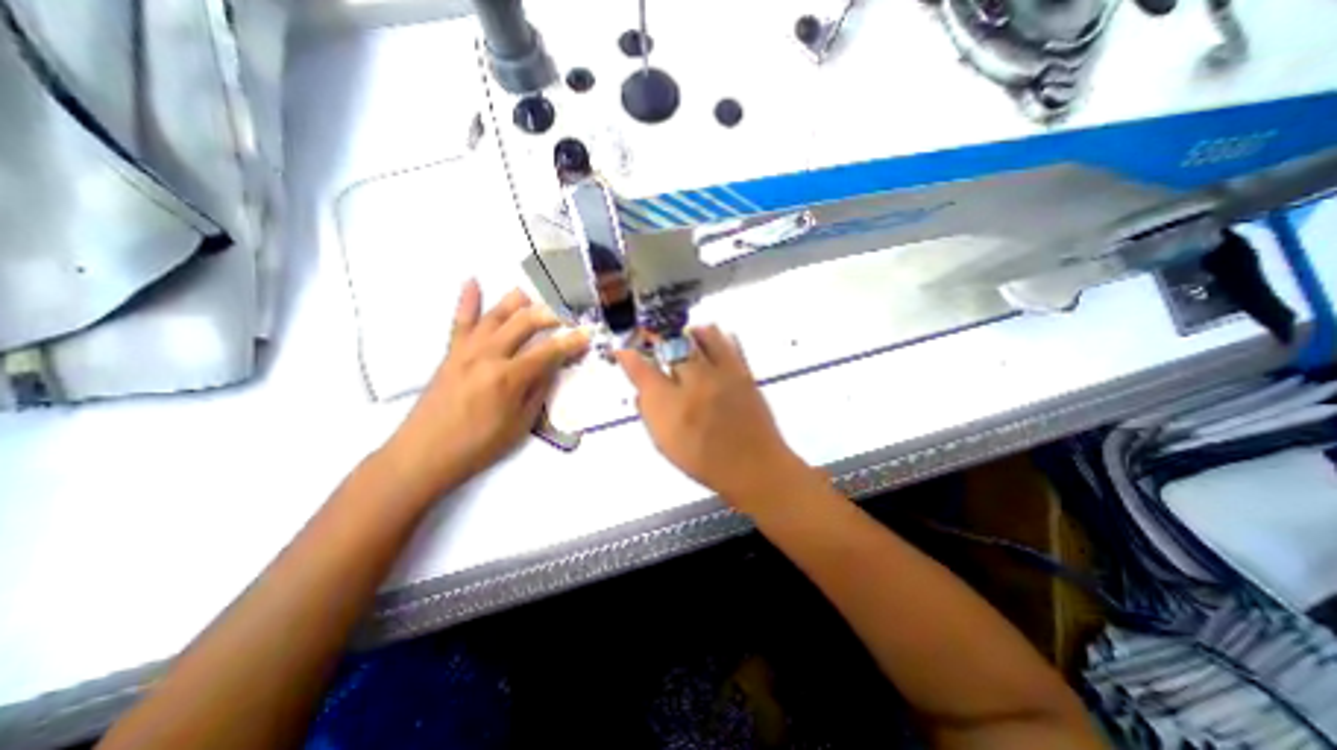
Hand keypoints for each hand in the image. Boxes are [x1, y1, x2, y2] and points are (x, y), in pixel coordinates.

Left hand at [377, 281, 582, 497]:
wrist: (423, 454)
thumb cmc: (478, 446)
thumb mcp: (520, 424)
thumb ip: (538, 390)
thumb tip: (552, 367)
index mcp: (509, 377)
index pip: (549, 351)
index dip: (571, 343)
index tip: (587, 335)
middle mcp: (488, 355)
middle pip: (525, 323)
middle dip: (550, 315)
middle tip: (565, 317)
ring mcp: (466, 350)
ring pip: (496, 315)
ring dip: (517, 301)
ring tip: (534, 296)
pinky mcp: (451, 352)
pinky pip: (460, 320)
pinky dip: (467, 299)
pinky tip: (473, 281)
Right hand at [615, 325, 816, 513]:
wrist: (753, 466)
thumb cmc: (705, 460)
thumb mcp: (665, 444)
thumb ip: (650, 414)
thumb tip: (641, 391)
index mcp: (670, 405)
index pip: (641, 370)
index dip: (628, 356)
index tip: (623, 350)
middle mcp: (694, 383)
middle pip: (671, 345)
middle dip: (658, 338)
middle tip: (653, 339)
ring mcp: (721, 374)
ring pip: (702, 336)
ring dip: (689, 334)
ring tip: (685, 338)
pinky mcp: (743, 372)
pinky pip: (729, 343)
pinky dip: (717, 337)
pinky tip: (710, 341)